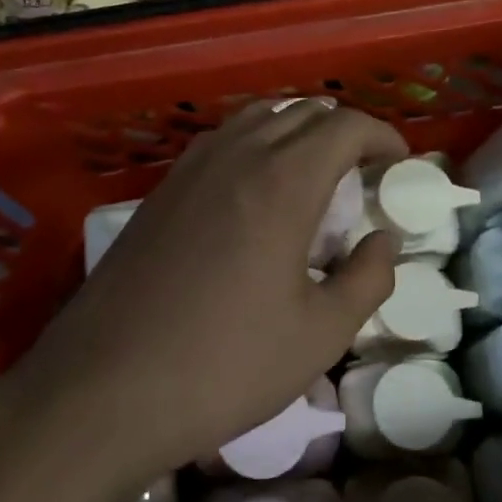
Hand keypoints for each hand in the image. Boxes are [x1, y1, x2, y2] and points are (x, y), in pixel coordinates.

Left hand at [3, 101, 406, 483]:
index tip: (398, 162)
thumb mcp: (320, 334)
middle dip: (343, 132)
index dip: (381, 136)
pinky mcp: (160, 190)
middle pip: (302, 112)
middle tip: (362, 174)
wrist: (104, 389)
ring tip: (312, 176)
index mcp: (283, 181)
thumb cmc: (225, 365)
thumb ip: (368, 278)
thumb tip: (384, 240)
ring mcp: (190, 168)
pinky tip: (254, 194)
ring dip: (296, 132)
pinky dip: (255, 146)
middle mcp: (236, 155)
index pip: (345, 125)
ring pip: (257, 118)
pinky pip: (221, 141)